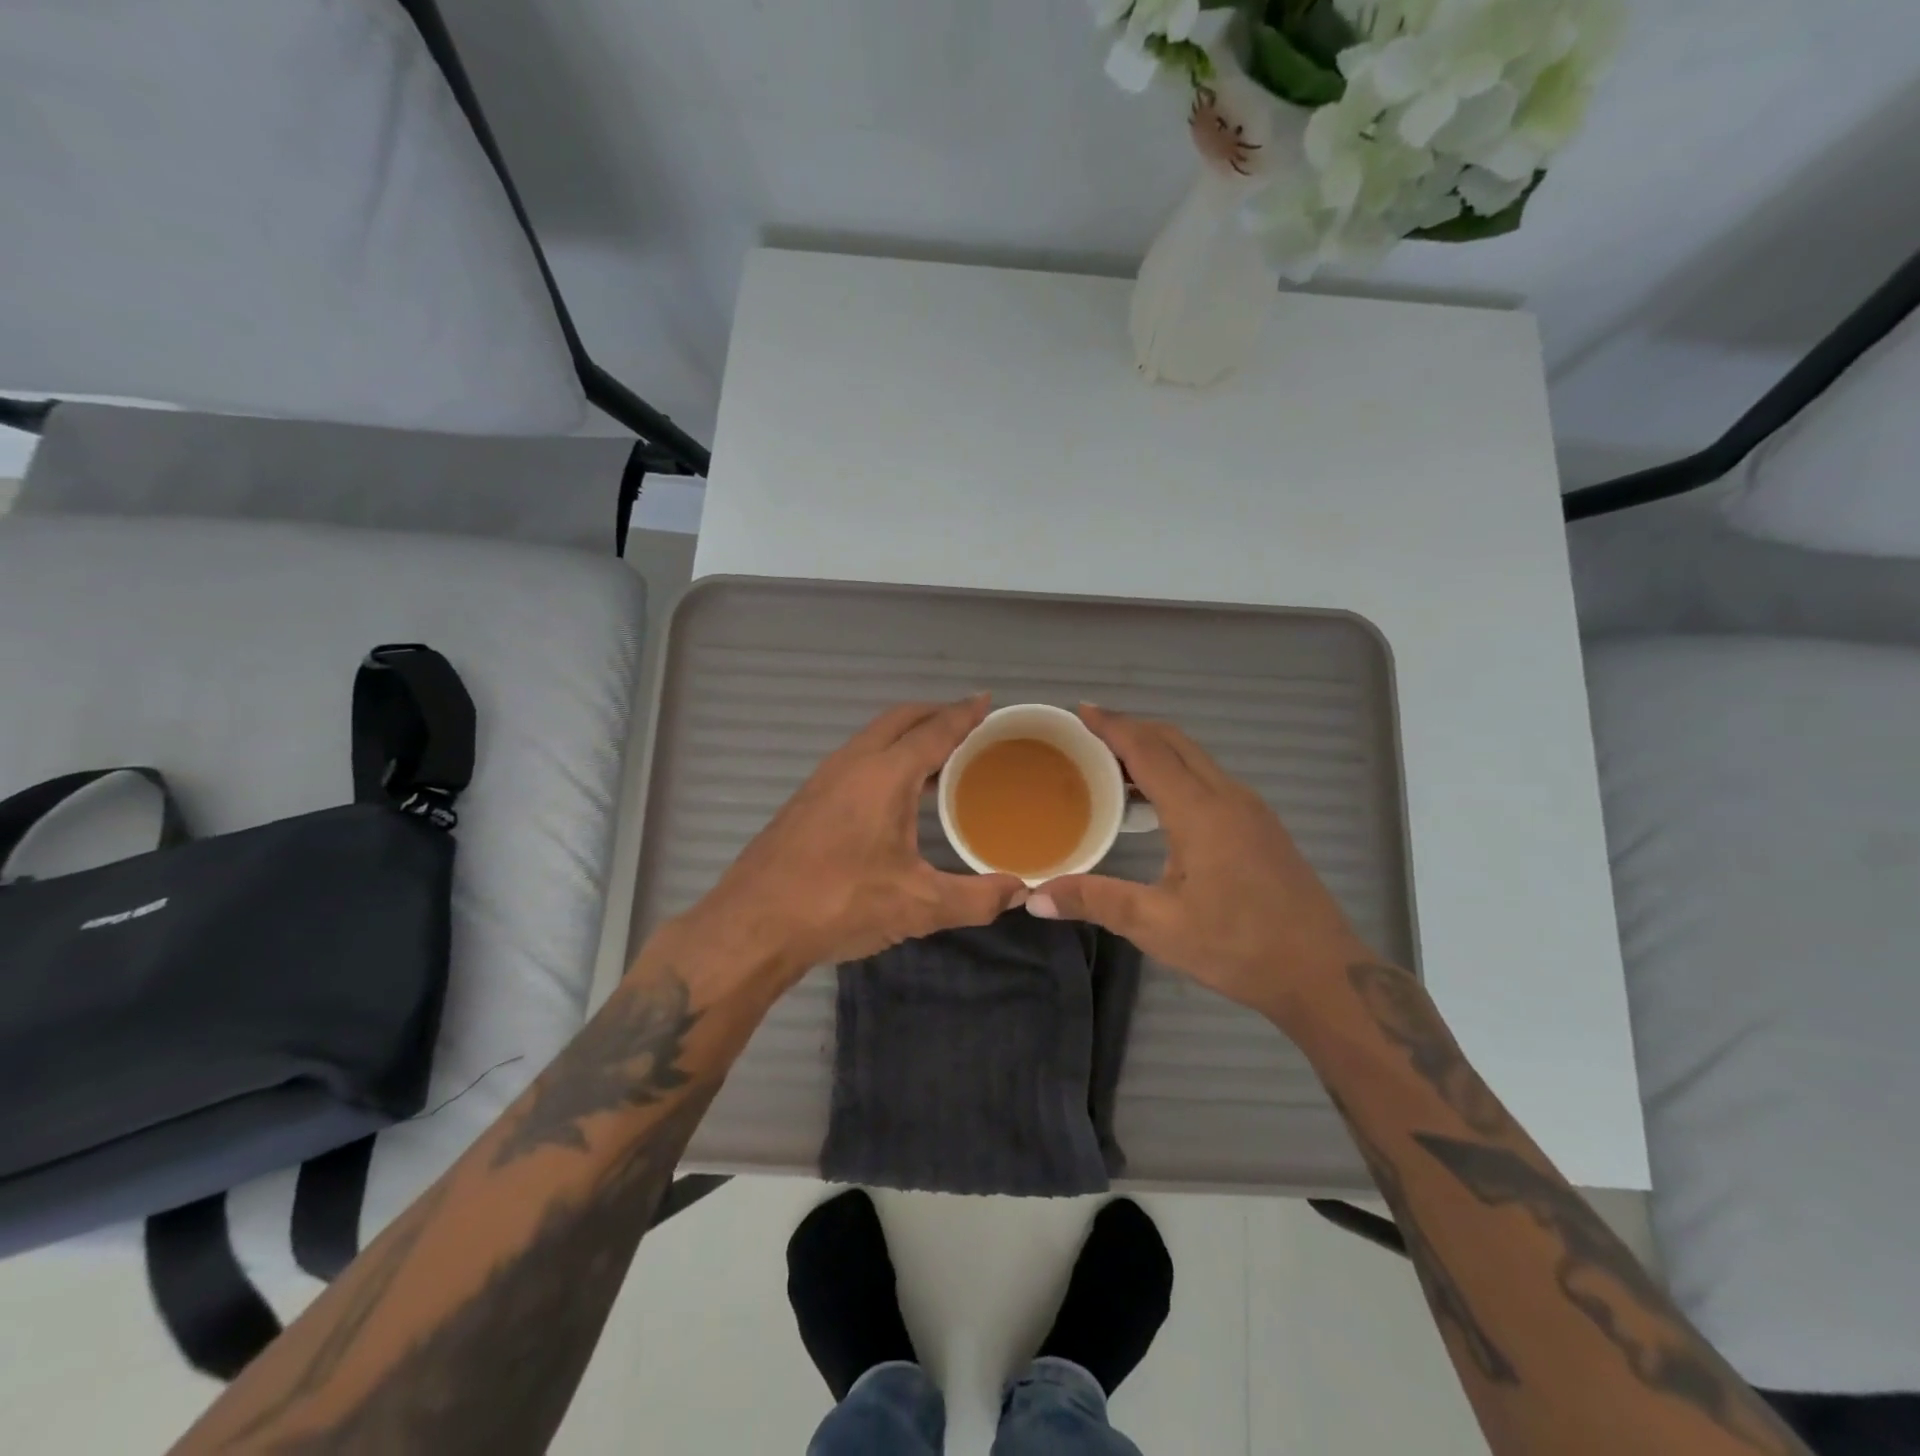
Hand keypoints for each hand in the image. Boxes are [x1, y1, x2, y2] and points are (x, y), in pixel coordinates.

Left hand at [678, 697, 1027, 991]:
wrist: (754, 925)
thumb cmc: (839, 904)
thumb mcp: (917, 906)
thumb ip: (976, 898)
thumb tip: (1020, 891)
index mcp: (884, 776)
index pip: (934, 731)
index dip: (964, 714)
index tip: (986, 700)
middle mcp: (853, 764)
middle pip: (900, 719)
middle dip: (935, 713)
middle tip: (967, 722)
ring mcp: (824, 779)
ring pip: (873, 737)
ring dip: (906, 733)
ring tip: (937, 753)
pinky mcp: (807, 799)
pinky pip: (856, 757)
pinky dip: (884, 754)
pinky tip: (893, 791)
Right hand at [1029, 705, 1372, 1028]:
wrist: (1323, 973)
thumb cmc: (1239, 947)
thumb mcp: (1159, 927)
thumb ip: (1096, 901)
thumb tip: (1035, 897)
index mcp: (1201, 811)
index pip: (1149, 750)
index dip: (1113, 726)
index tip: (1081, 711)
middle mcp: (1228, 796)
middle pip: (1175, 742)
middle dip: (1131, 730)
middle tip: (1088, 735)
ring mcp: (1251, 809)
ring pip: (1195, 759)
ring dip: (1155, 751)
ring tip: (1112, 767)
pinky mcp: (1260, 826)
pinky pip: (1210, 779)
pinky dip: (1176, 773)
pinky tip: (1157, 805)